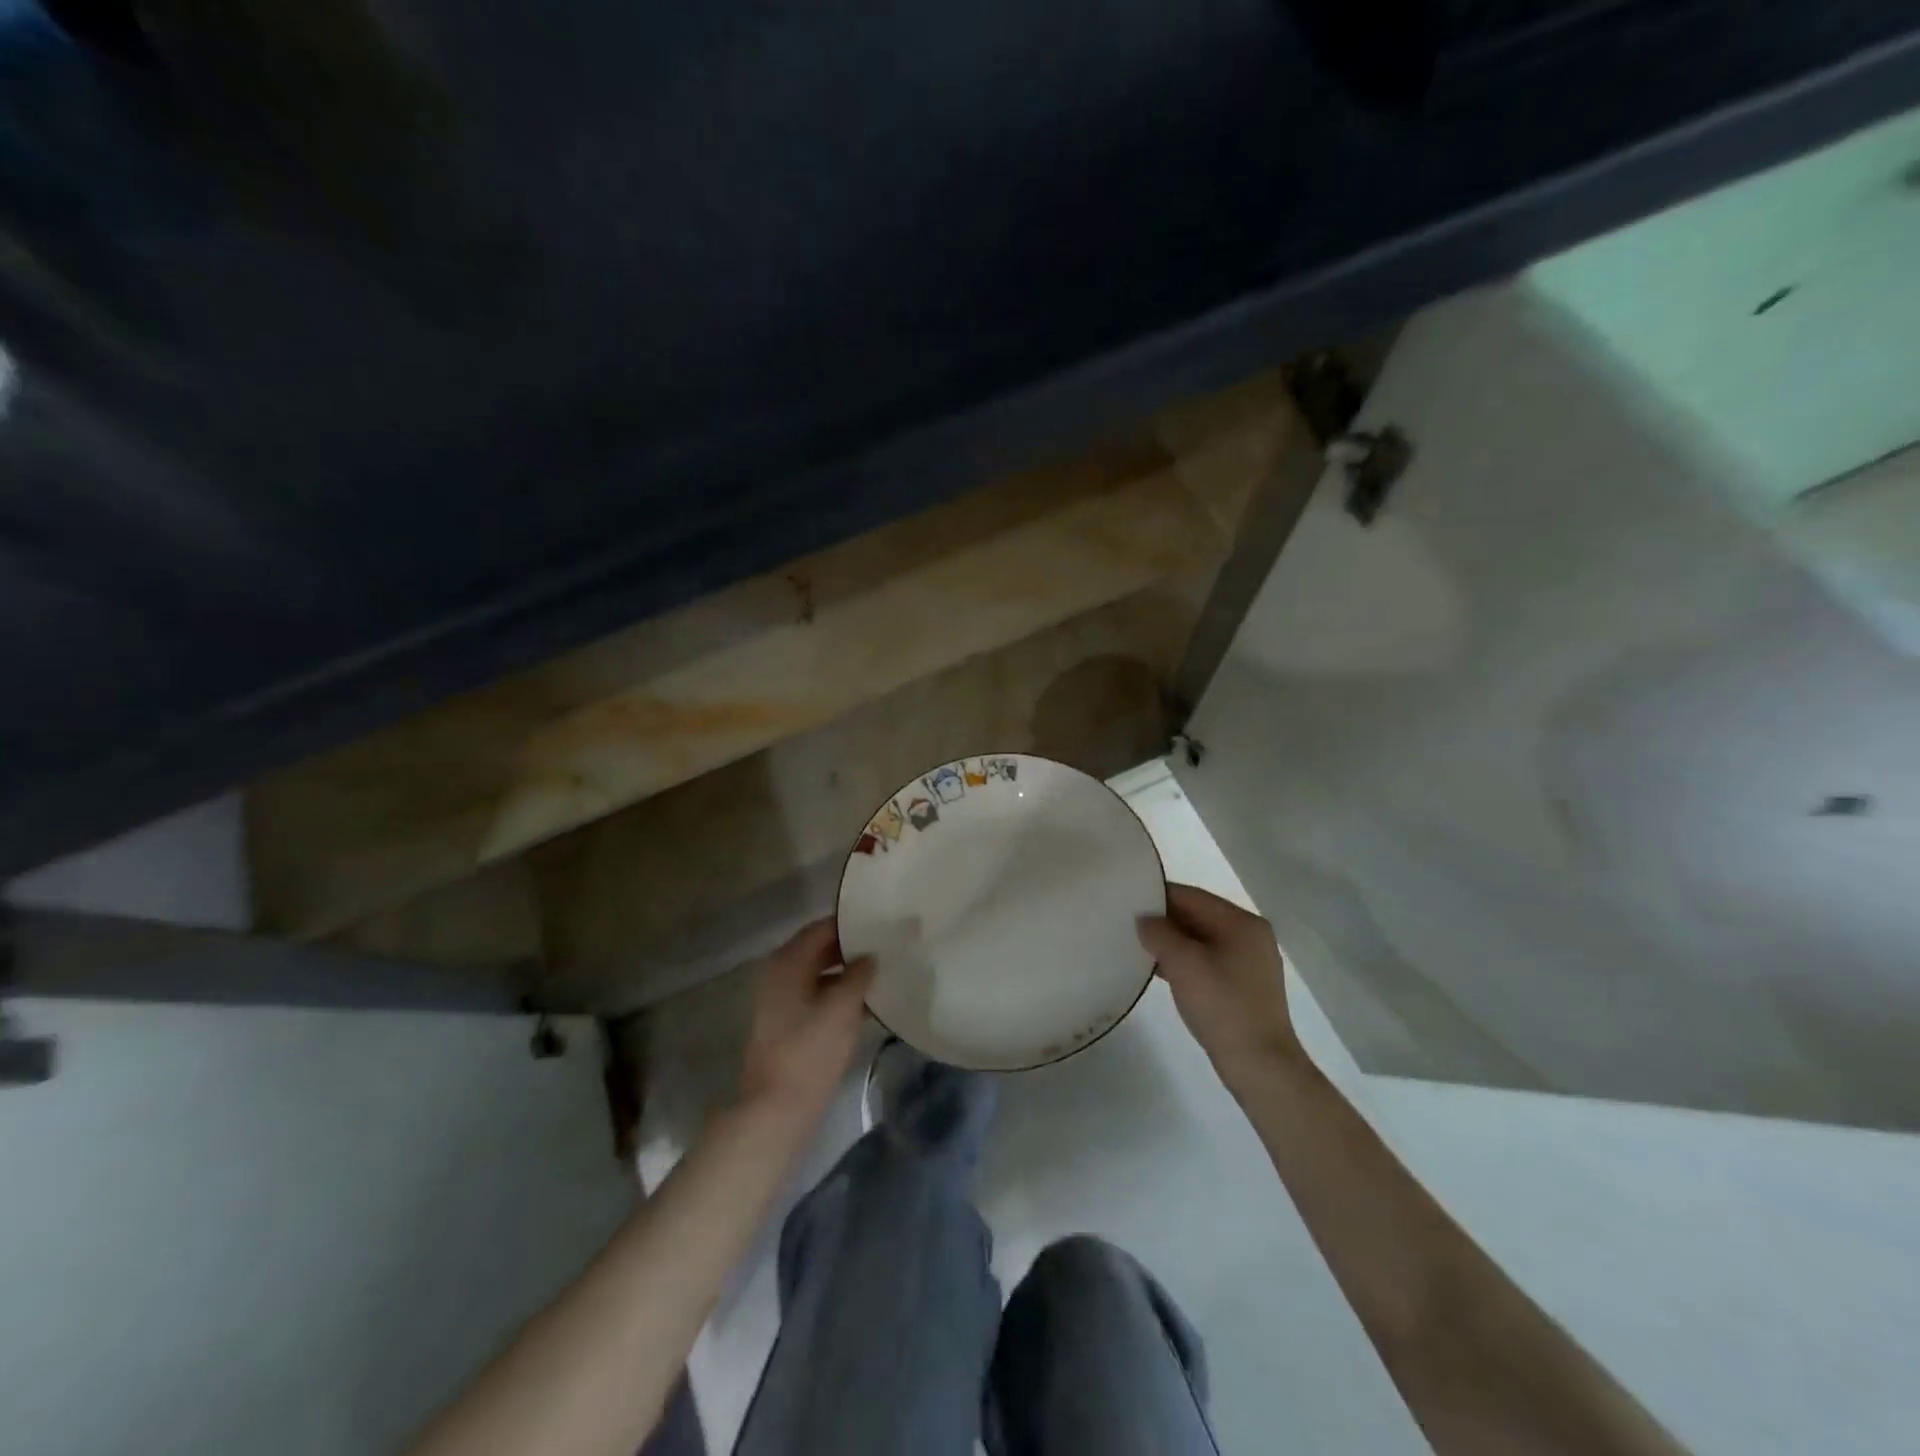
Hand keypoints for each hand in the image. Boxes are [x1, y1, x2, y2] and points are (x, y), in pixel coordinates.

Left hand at [737, 918, 875, 1131]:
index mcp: (787, 961)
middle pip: (820, 949)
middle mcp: (780, 974)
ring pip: (821, 974)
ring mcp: (782, 1000)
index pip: (823, 928)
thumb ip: (860, 973)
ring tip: (886, 971)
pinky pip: (819, 996)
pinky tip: (870, 1002)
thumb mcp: (842, 1007)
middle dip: (853, 949)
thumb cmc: (811, 1050)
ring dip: (849, 973)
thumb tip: (870, 954)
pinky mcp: (789, 1023)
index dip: (852, 925)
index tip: (883, 923)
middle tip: (888, 946)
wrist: (777, 1108)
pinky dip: (841, 995)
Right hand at [1138, 884, 1304, 1093]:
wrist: (1259, 1065)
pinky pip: (1207, 960)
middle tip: (1126, 924)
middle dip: (1163, 920)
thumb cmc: (1221, 1005)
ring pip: (1200, 940)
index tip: (1125, 901)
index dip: (1157, 896)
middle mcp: (1250, 935)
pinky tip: (1159, 970)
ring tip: (1137, 946)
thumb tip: (1144, 919)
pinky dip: (1183, 961)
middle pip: (1197, 916)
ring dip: (1171, 942)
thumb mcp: (1182, 963)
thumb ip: (1158, 932)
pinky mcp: (1243, 986)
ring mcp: (1249, 962)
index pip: (1191, 896)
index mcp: (1242, 922)